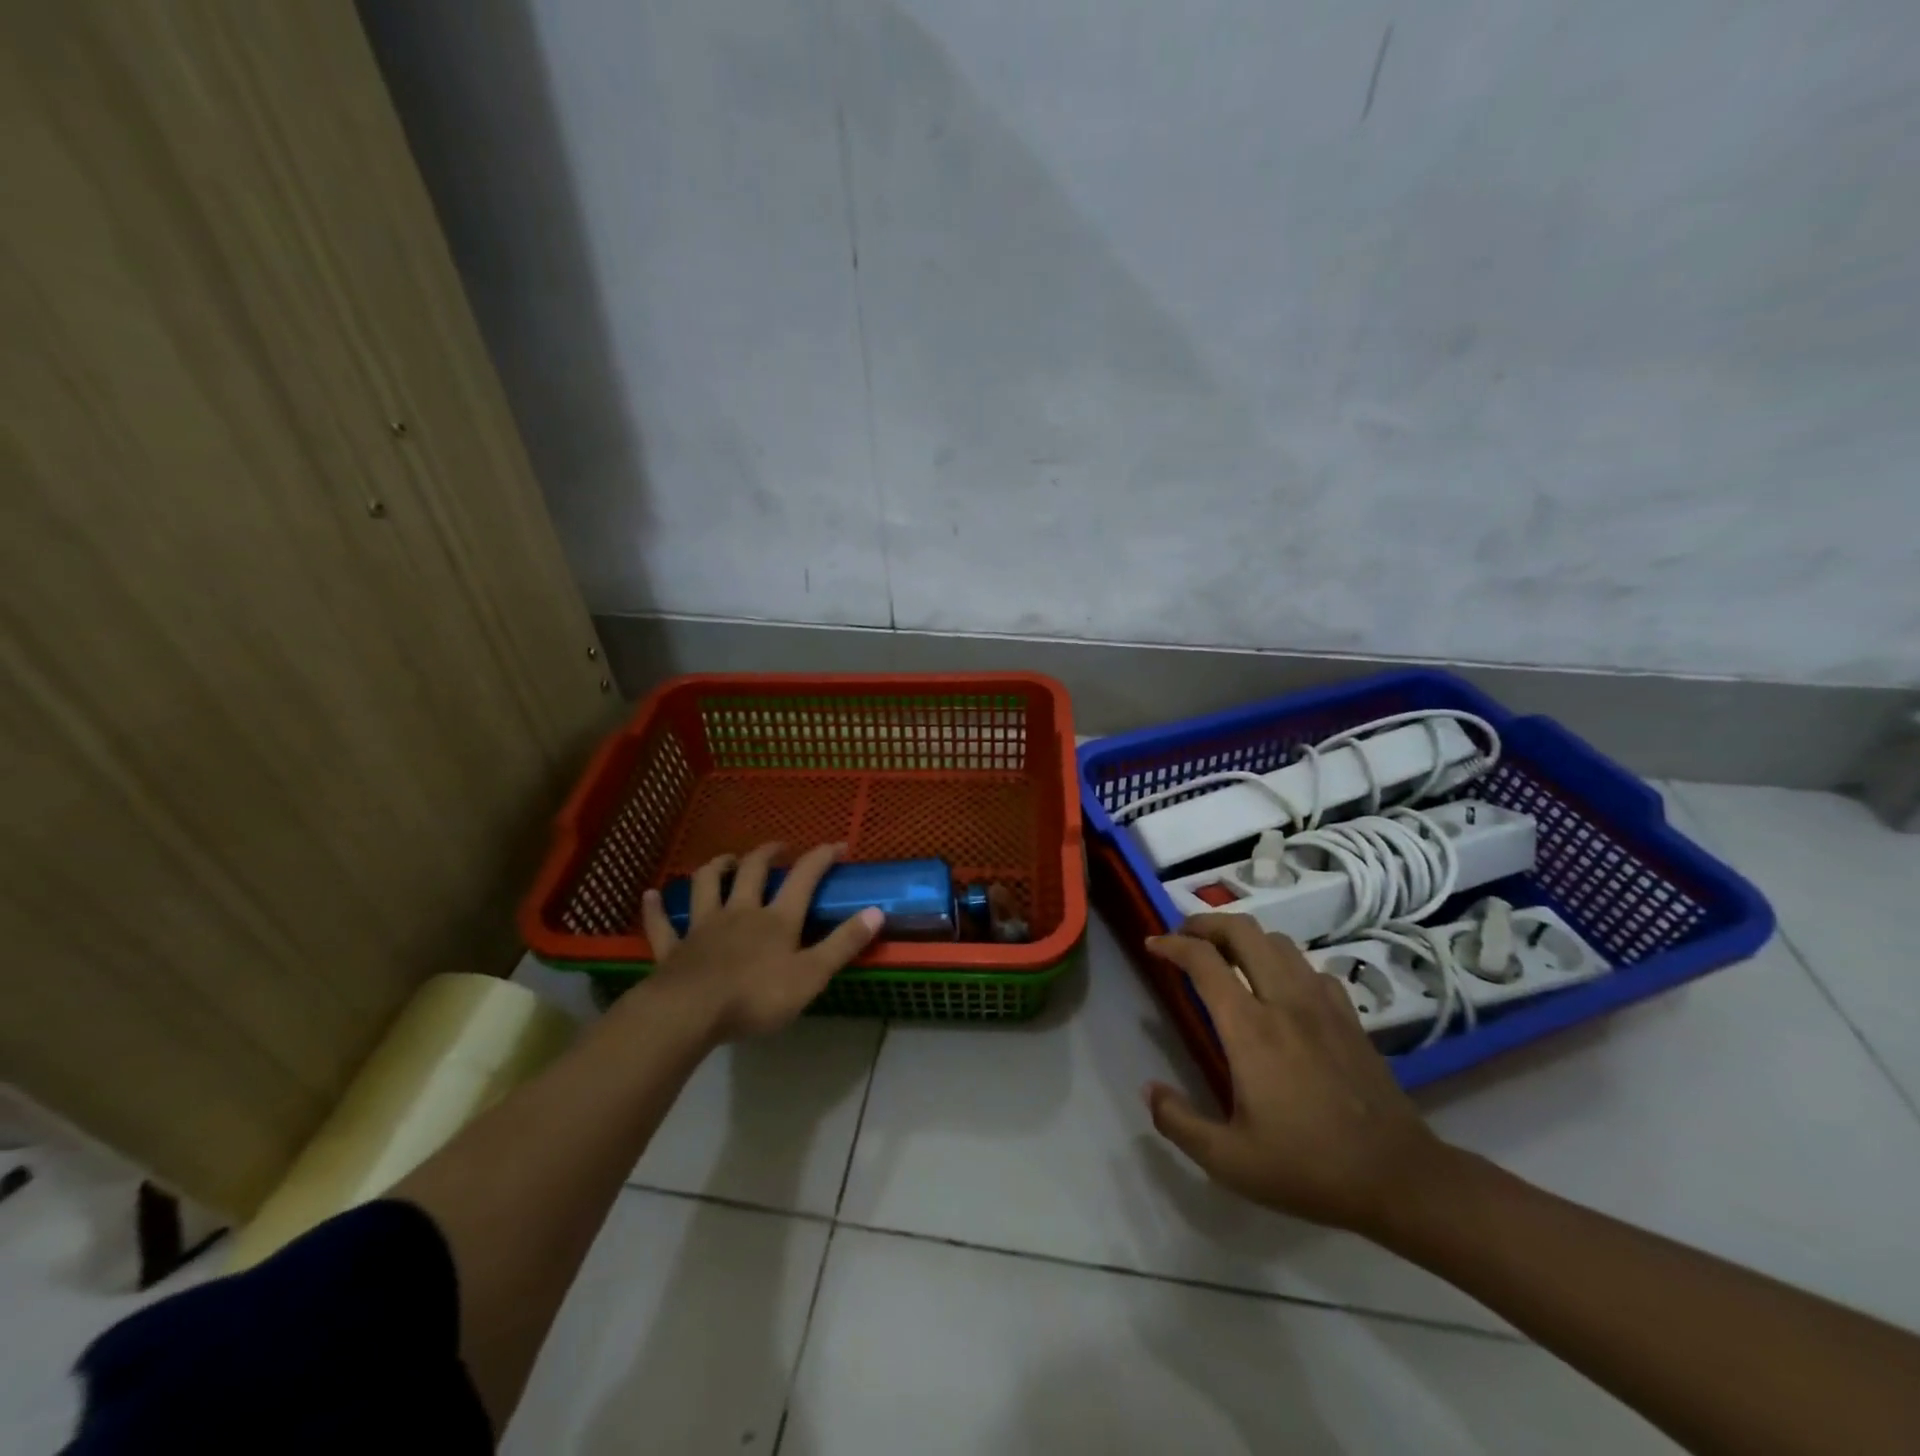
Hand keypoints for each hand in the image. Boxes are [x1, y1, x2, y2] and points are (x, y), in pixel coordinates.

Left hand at [640, 841, 881, 1041]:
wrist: (689, 1014)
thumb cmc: (755, 997)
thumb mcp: (811, 975)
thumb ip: (843, 944)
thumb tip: (877, 911)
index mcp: (776, 919)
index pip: (804, 877)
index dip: (821, 857)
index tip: (837, 845)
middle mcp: (740, 912)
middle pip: (753, 872)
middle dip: (767, 854)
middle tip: (778, 847)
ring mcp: (703, 927)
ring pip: (707, 886)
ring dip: (716, 868)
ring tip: (726, 860)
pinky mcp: (673, 949)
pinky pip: (662, 924)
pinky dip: (656, 909)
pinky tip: (651, 896)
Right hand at [1144, 915, 1452, 1234]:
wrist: (1400, 1179)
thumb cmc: (1308, 1167)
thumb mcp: (1229, 1161)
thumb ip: (1178, 1122)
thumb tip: (1148, 1090)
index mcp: (1249, 1028)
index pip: (1203, 961)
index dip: (1172, 945)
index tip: (1152, 945)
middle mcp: (1284, 1001)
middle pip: (1242, 931)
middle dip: (1206, 923)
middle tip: (1184, 936)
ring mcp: (1322, 1004)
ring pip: (1277, 942)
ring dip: (1243, 938)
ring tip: (1224, 955)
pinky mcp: (1349, 1017)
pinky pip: (1309, 968)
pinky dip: (1282, 962)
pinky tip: (1278, 987)